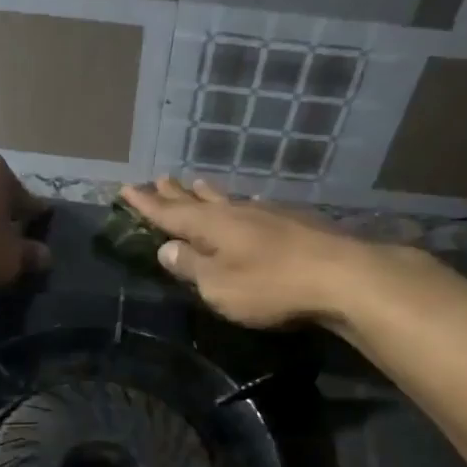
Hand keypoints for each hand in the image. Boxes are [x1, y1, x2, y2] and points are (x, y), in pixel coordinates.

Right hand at [118, 178, 374, 327]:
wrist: (340, 276)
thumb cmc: (269, 286)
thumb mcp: (218, 285)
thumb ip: (190, 266)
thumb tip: (166, 248)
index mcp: (211, 227)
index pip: (169, 214)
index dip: (146, 205)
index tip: (127, 189)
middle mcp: (235, 213)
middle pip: (197, 201)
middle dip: (175, 194)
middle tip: (158, 179)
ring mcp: (267, 215)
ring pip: (227, 200)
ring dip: (207, 194)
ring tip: (196, 184)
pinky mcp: (294, 223)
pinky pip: (253, 208)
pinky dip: (239, 205)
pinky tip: (246, 204)